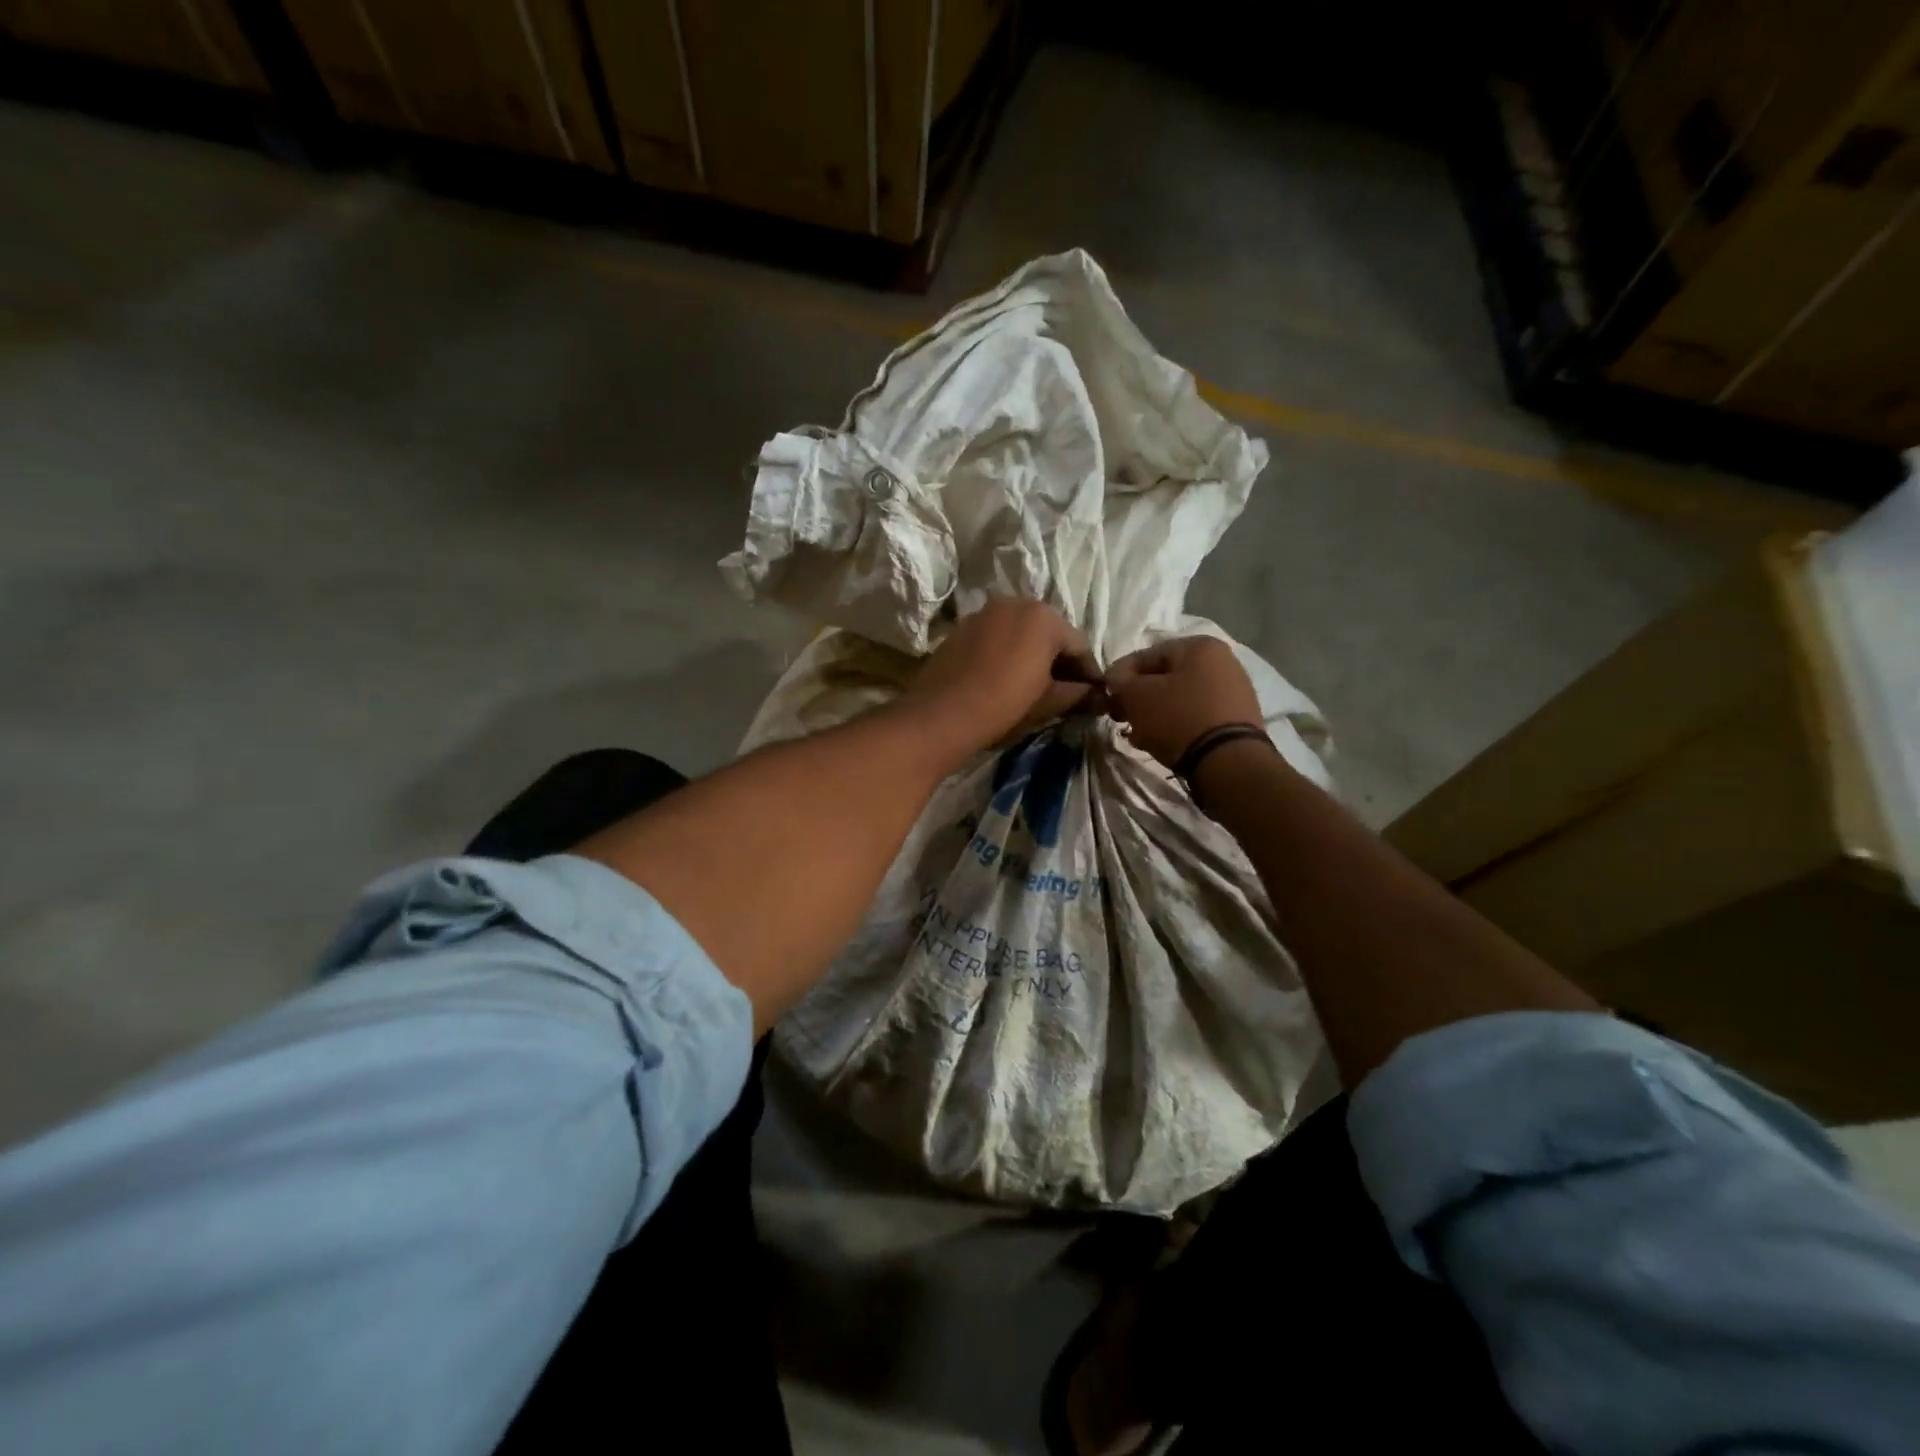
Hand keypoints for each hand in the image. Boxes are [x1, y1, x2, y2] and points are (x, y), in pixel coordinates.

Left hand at [899, 598, 1101, 764]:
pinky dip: (1008, 653)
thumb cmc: (1003, 705)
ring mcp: (985, 613)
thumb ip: (1076, 693)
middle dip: (1060, 660)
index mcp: (1044, 617)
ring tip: (1037, 686)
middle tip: (1068, 691)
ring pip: (1021, 633)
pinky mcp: (962, 627)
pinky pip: (997, 637)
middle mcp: (1016, 603)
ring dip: (1033, 655)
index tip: (1095, 695)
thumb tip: (1094, 694)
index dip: (1089, 673)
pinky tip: (1006, 678)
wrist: (940, 715)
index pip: (1079, 645)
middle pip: (1049, 633)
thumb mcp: (1047, 702)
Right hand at [1105, 636, 1263, 769]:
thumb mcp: (1137, 696)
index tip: (1105, 697)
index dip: (1119, 676)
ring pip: (1178, 698)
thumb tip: (1115, 679)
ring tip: (1137, 734)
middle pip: (1164, 678)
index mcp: (1199, 646)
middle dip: (1137, 698)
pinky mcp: (1237, 719)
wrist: (1227, 761)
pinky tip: (1159, 742)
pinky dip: (1175, 725)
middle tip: (1120, 718)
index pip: (1145, 655)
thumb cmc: (1178, 718)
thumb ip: (1120, 681)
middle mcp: (1221, 661)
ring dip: (1154, 714)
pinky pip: (1195, 715)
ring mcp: (1233, 691)